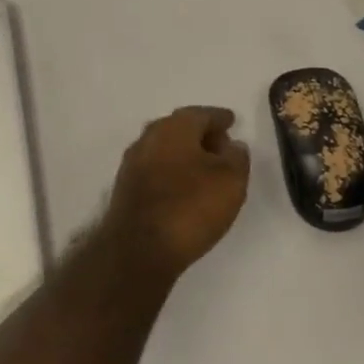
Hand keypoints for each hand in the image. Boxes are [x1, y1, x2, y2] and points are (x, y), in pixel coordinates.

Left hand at [108, 106, 251, 275]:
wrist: (138, 249)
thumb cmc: (190, 207)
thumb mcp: (230, 180)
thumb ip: (236, 157)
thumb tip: (232, 146)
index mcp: (174, 127)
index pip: (202, 114)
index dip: (220, 118)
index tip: (232, 122)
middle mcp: (149, 138)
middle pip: (180, 128)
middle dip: (202, 135)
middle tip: (222, 147)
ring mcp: (133, 163)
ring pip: (166, 149)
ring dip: (186, 155)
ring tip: (207, 171)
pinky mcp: (126, 188)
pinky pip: (156, 170)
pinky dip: (173, 172)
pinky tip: (185, 189)